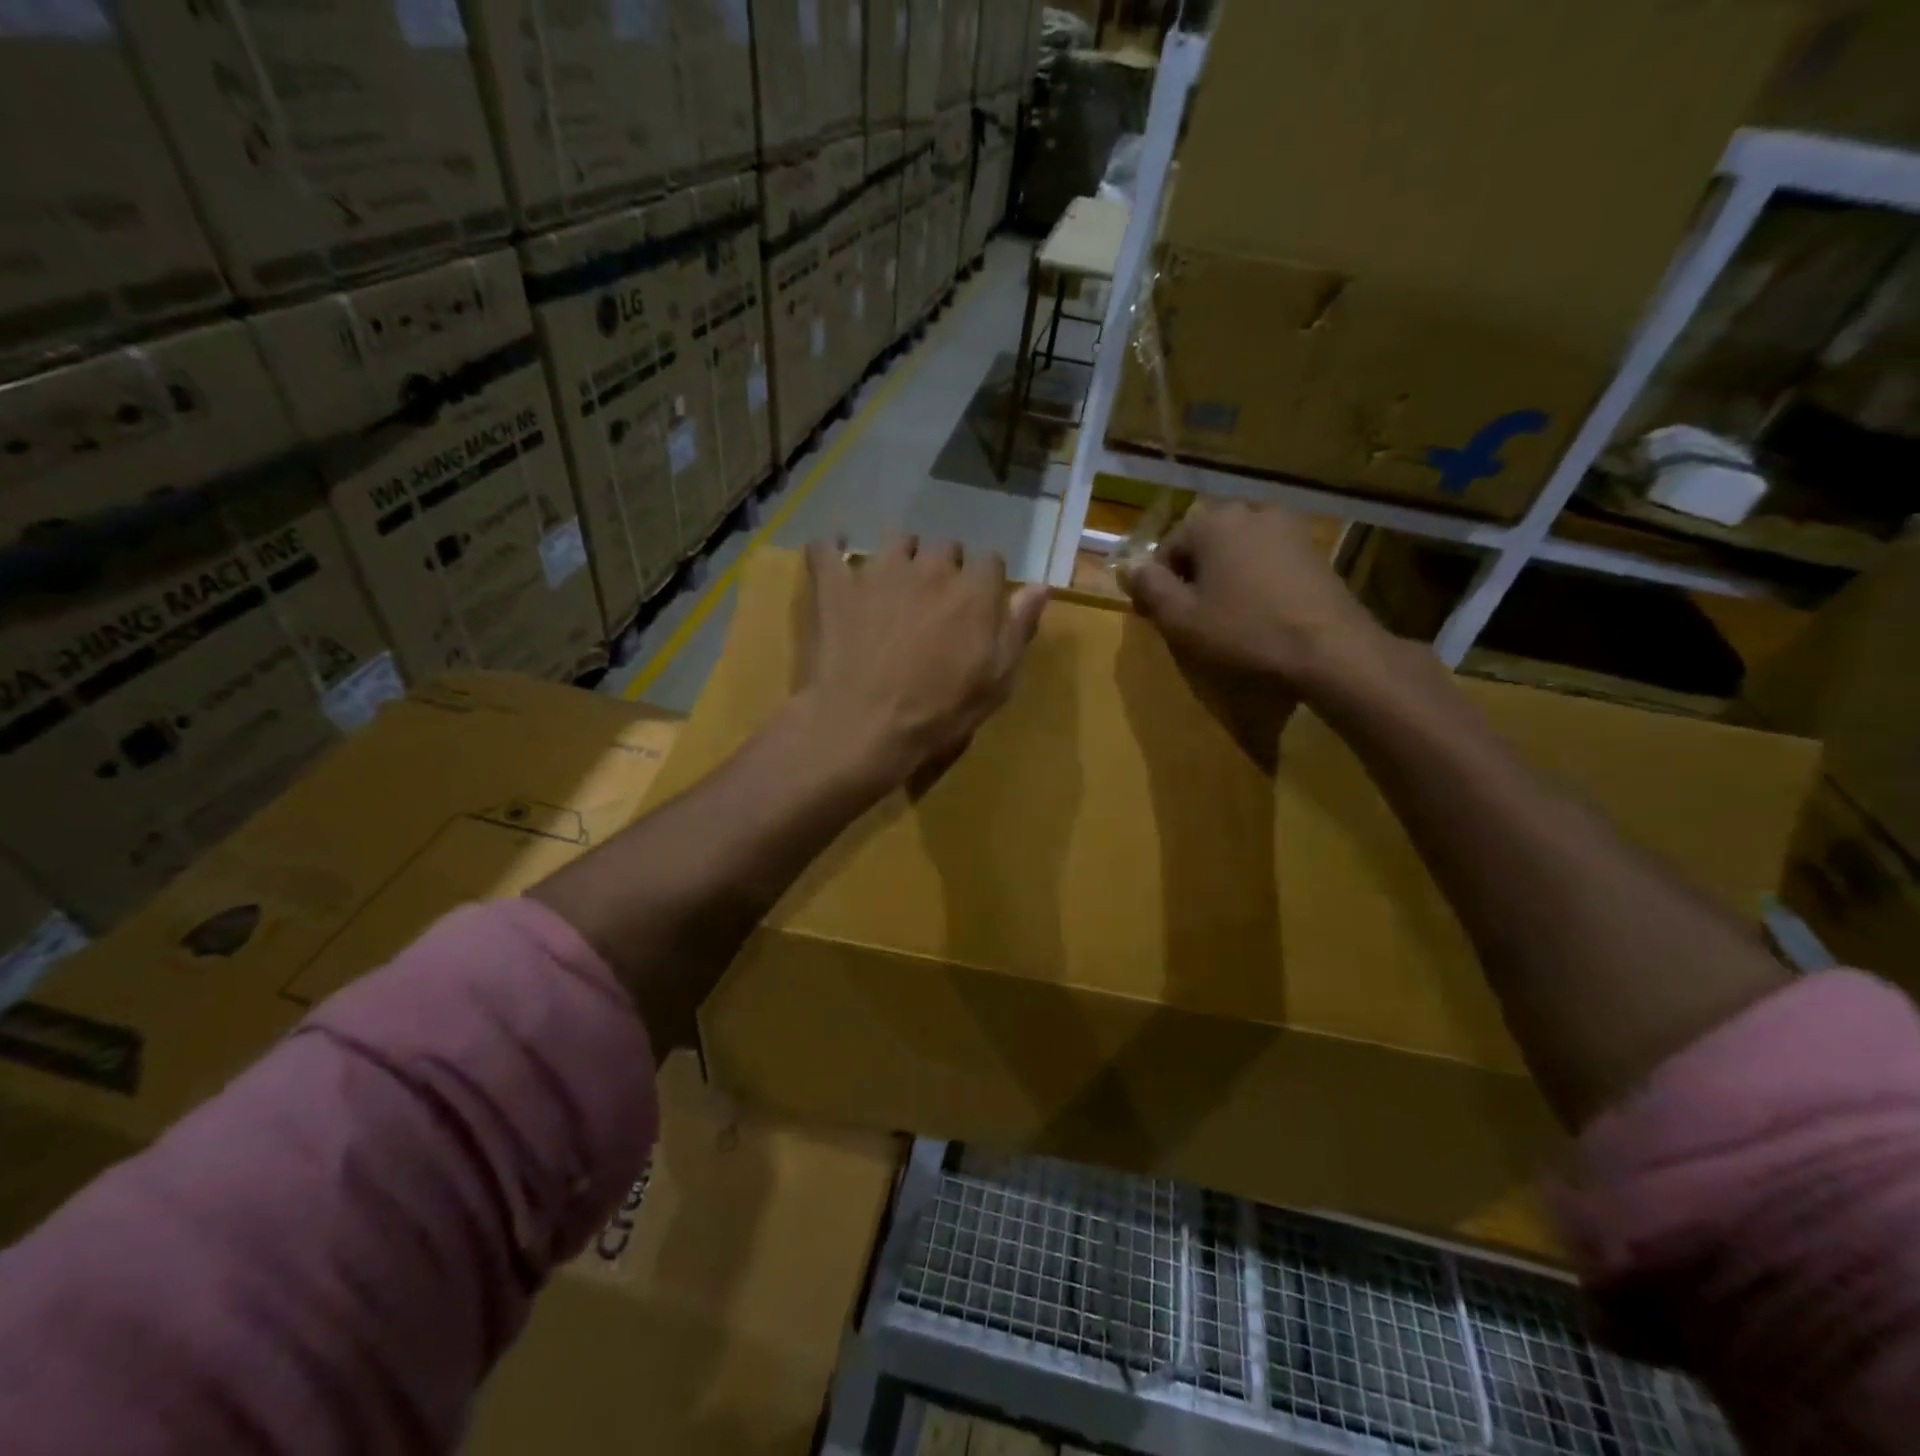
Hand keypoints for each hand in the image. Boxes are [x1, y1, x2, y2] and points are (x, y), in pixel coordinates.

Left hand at [799, 534, 1047, 791]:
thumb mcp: (997, 680)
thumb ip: (1018, 627)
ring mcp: (879, 571)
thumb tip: (1040, 586)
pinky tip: (834, 556)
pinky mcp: (834, 585)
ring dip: (900, 556)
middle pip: (945, 547)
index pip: (990, 563)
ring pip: (896, 540)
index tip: (978, 608)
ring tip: (893, 584)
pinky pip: (827, 548)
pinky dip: (831, 549)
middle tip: (935, 604)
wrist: (865, 725)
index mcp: (974, 590)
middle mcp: (930, 568)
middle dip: (944, 568)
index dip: (985, 584)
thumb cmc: (940, 712)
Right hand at [1119, 502, 1388, 702]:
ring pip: (1237, 551)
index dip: (1159, 584)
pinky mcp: (1314, 549)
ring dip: (1225, 577)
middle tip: (1193, 617)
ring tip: (1227, 616)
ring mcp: (1288, 527)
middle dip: (1194, 576)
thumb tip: (1132, 567)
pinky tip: (1260, 612)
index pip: (1167, 547)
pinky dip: (1256, 580)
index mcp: (1212, 521)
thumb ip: (1150, 587)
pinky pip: (1268, 560)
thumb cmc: (1245, 631)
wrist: (1329, 648)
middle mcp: (1250, 511)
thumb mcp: (1181, 618)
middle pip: (1204, 544)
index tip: (1161, 617)